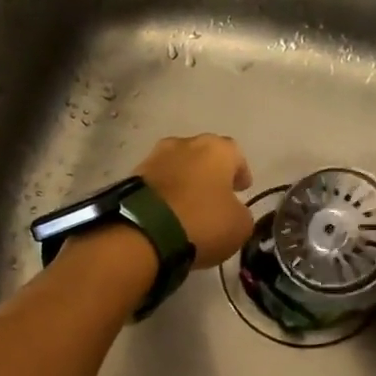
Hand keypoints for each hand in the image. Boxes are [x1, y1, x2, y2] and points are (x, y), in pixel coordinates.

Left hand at [136, 135, 253, 267]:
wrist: (145, 231)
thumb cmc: (202, 221)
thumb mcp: (240, 225)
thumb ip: (241, 212)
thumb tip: (233, 211)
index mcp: (217, 149)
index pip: (236, 155)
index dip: (240, 173)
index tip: (242, 189)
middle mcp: (185, 143)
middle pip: (203, 156)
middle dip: (210, 173)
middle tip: (215, 195)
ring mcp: (154, 157)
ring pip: (177, 167)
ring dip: (185, 181)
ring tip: (189, 205)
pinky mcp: (132, 176)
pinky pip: (157, 183)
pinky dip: (165, 194)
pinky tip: (168, 212)